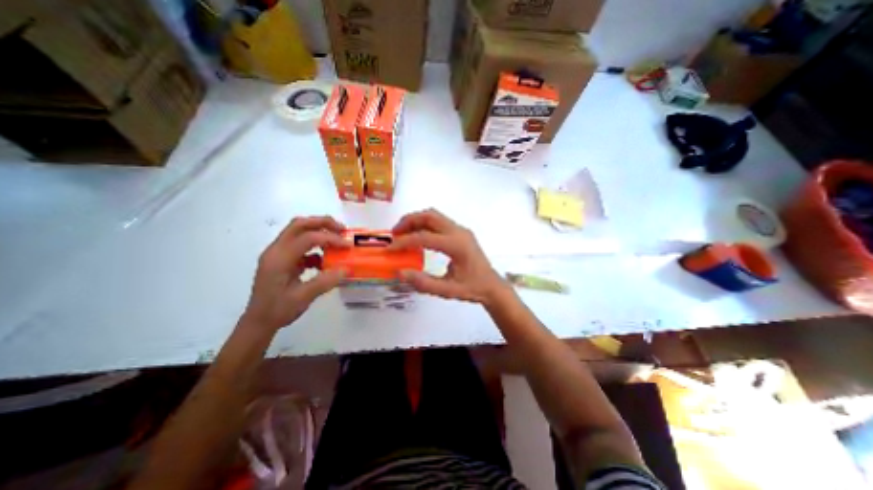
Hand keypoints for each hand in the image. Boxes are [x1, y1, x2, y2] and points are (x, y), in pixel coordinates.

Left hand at [239, 216, 349, 330]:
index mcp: (279, 258)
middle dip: (323, 223)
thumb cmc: (278, 310)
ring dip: (319, 231)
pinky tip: (325, 259)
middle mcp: (276, 250)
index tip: (347, 246)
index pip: (307, 238)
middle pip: (299, 224)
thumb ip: (326, 281)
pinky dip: (316, 247)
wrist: (259, 322)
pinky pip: (301, 245)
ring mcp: (278, 253)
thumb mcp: (303, 297)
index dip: (330, 239)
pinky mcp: (283, 259)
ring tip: (337, 239)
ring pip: (299, 231)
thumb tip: (347, 269)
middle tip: (342, 229)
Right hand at [391, 208, 509, 304]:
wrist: (492, 286)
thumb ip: (424, 283)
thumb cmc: (473, 288)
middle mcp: (459, 232)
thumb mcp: (448, 290)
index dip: (404, 242)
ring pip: (434, 215)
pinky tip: (417, 237)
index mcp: (457, 246)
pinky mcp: (461, 232)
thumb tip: (400, 272)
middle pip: (430, 216)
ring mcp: (461, 230)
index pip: (424, 237)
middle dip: (409, 221)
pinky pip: (439, 221)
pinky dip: (424, 224)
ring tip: (403, 233)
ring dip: (416, 220)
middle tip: (394, 233)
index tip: (390, 249)